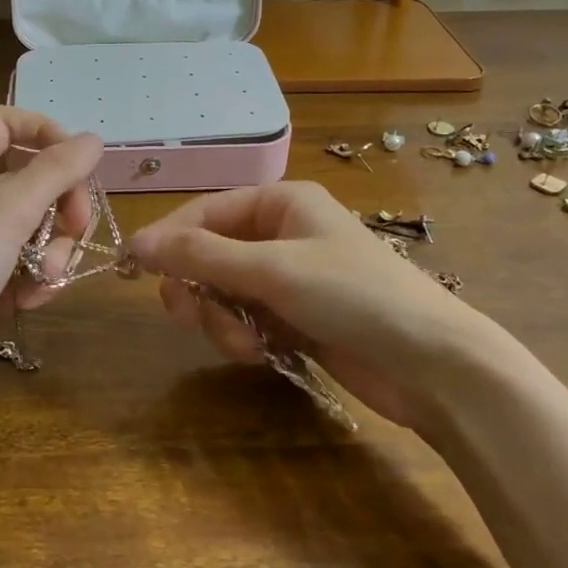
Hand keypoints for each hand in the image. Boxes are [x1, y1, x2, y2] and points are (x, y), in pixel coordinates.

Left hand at [0, 108, 102, 429]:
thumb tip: (94, 139)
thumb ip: (56, 171)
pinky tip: (30, 301)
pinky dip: (34, 279)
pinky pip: (22, 265)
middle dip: (60, 203)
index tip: (81, 164)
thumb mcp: (8, 212)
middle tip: (76, 228)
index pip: (5, 123)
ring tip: (46, 278)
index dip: (46, 133)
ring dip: (51, 250)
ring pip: (32, 226)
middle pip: (28, 178)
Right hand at [127, 181, 503, 433]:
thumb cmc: (353, 295)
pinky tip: (261, 353)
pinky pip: (246, 321)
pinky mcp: (295, 320)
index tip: (136, 268)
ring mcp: (288, 280)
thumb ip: (201, 256)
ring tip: (245, 342)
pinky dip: (243, 337)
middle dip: (198, 288)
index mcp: (281, 203)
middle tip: (187, 314)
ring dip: (222, 320)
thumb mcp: (272, 269)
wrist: (431, 364)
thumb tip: (136, 241)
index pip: (206, 212)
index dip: (170, 238)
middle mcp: (282, 235)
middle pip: (209, 256)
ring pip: (223, 293)